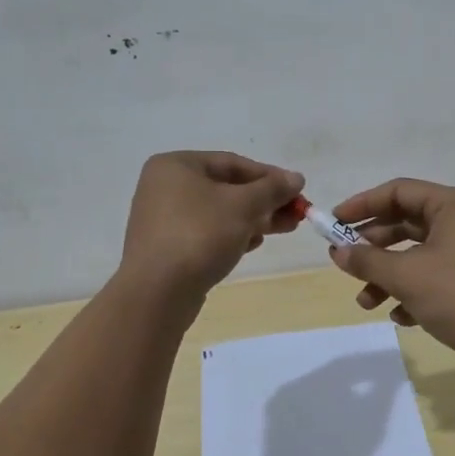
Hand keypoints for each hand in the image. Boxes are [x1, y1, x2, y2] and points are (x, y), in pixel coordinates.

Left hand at [120, 152, 304, 298]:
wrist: (157, 293)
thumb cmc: (200, 235)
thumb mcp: (243, 206)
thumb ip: (272, 188)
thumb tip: (296, 178)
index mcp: (176, 165)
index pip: (232, 162)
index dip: (269, 176)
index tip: (297, 191)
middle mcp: (164, 186)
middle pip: (226, 188)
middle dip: (264, 201)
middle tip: (295, 214)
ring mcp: (163, 218)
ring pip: (218, 212)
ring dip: (252, 218)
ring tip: (283, 230)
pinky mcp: (166, 247)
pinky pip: (206, 232)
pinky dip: (231, 235)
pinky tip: (252, 244)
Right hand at [327, 178, 454, 366]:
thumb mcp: (406, 276)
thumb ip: (368, 261)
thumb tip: (338, 252)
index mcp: (452, 204)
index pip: (398, 191)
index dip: (362, 205)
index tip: (334, 223)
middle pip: (406, 221)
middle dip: (373, 246)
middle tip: (344, 261)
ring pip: (417, 252)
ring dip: (388, 275)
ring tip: (366, 302)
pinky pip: (433, 273)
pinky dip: (412, 290)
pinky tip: (399, 316)